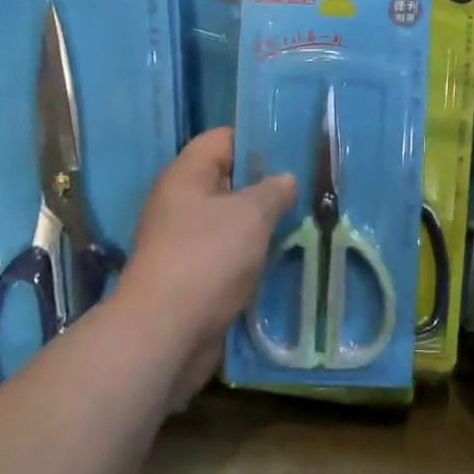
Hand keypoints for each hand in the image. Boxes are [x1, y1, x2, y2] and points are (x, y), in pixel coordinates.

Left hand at [117, 128, 295, 405]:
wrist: (165, 335)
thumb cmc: (207, 258)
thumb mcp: (251, 214)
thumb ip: (273, 190)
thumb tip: (285, 180)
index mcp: (186, 176)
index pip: (223, 139)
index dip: (256, 138)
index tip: (294, 148)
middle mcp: (181, 204)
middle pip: (229, 181)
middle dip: (266, 185)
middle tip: (309, 187)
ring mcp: (185, 243)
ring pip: (232, 223)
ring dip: (263, 226)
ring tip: (306, 222)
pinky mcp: (193, 279)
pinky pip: (229, 257)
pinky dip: (253, 257)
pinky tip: (285, 259)